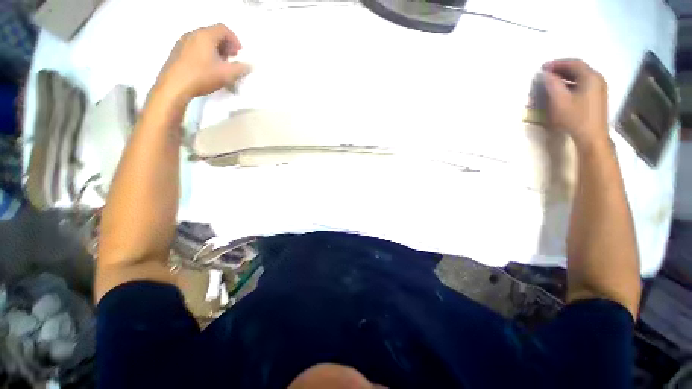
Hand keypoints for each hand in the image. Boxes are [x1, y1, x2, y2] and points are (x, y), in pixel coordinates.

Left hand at [155, 23, 250, 104]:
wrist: (174, 86)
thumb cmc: (202, 76)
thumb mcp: (226, 74)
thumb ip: (241, 69)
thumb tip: (250, 65)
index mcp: (205, 35)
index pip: (223, 29)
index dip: (234, 39)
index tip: (239, 53)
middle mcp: (193, 34)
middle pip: (213, 33)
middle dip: (225, 45)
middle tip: (231, 59)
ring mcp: (182, 42)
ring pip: (203, 40)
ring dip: (215, 49)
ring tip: (220, 64)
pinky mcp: (177, 51)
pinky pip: (194, 46)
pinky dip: (204, 52)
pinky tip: (207, 67)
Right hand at [543, 59, 609, 150]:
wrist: (592, 136)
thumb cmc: (575, 117)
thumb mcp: (560, 100)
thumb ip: (552, 85)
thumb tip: (546, 74)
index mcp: (590, 77)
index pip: (573, 63)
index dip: (557, 63)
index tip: (543, 68)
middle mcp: (597, 79)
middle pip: (578, 68)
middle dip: (561, 68)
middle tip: (546, 73)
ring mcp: (599, 88)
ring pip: (581, 76)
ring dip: (566, 76)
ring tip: (552, 81)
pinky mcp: (597, 96)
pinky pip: (583, 83)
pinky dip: (572, 82)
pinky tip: (563, 89)